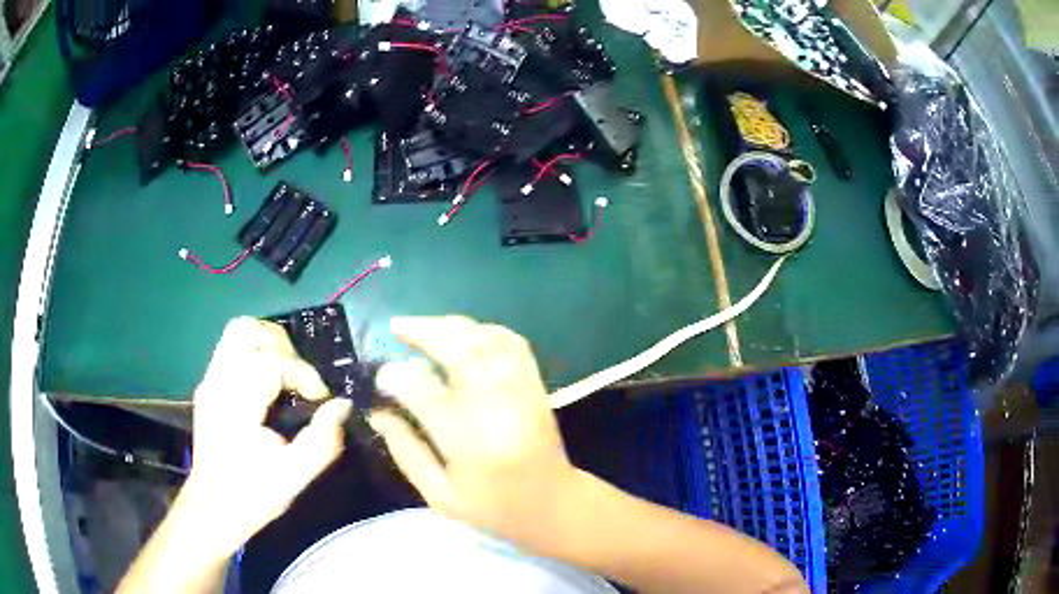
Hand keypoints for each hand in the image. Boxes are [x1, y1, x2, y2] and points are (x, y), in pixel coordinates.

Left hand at [184, 317, 351, 557]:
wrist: (213, 507)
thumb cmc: (253, 495)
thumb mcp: (295, 477)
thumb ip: (323, 440)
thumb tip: (341, 405)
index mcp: (235, 406)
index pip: (271, 362)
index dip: (303, 374)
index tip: (319, 399)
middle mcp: (217, 383)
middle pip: (248, 331)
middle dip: (284, 348)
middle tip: (301, 379)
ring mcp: (209, 380)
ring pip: (237, 331)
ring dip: (268, 342)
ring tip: (288, 371)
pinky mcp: (208, 384)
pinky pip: (231, 347)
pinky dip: (256, 350)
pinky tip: (270, 380)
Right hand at [369, 316, 576, 550]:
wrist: (554, 505)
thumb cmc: (494, 508)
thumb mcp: (440, 495)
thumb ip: (406, 450)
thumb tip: (377, 412)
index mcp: (469, 441)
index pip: (424, 392)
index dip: (396, 377)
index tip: (380, 376)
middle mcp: (498, 407)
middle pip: (462, 350)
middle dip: (425, 331)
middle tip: (397, 327)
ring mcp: (522, 391)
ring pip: (487, 339)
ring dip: (452, 326)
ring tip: (423, 327)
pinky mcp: (537, 385)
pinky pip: (512, 343)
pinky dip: (483, 330)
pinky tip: (463, 334)